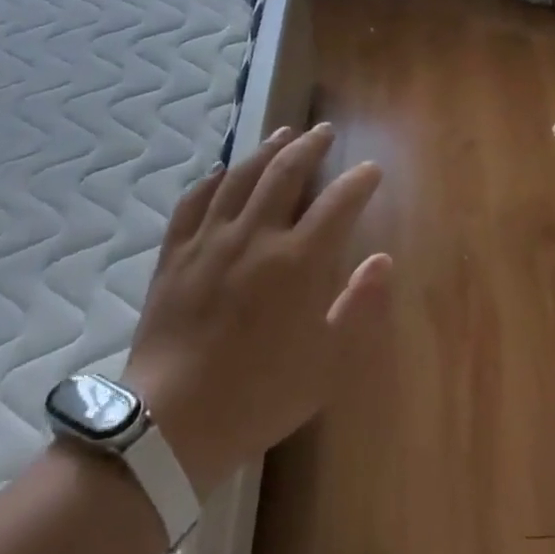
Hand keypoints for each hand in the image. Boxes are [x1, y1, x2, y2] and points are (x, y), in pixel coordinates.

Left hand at [123, 123, 391, 499]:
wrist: (172, 423)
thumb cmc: (261, 394)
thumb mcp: (330, 363)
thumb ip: (361, 306)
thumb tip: (382, 260)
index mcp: (298, 262)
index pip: (338, 202)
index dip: (359, 180)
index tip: (371, 170)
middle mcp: (255, 236)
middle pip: (286, 172)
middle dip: (311, 146)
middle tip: (325, 131)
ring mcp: (210, 240)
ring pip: (240, 176)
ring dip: (266, 150)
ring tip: (282, 133)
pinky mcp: (174, 253)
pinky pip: (194, 201)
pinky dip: (212, 179)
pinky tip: (222, 171)